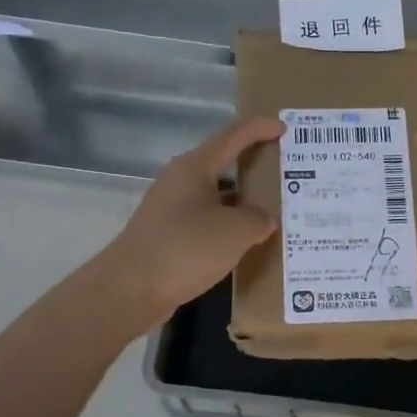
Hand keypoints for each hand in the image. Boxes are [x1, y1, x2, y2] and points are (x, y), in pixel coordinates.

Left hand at [100, 114, 283, 325]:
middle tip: (286, 173)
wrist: (130, 288)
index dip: (260, 128)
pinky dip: (228, 225)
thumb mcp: (236, 231)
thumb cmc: (186, 248)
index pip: (234, 135)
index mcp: (195, 166)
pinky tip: (245, 242)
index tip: (285, 129)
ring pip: (216, 195)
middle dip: (254, 166)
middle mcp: (180, 180)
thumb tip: (262, 220)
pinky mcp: (168, 234)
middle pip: (223, 163)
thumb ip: (258, 219)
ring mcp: (171, 208)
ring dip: (242, 200)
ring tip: (273, 210)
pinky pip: (206, 220)